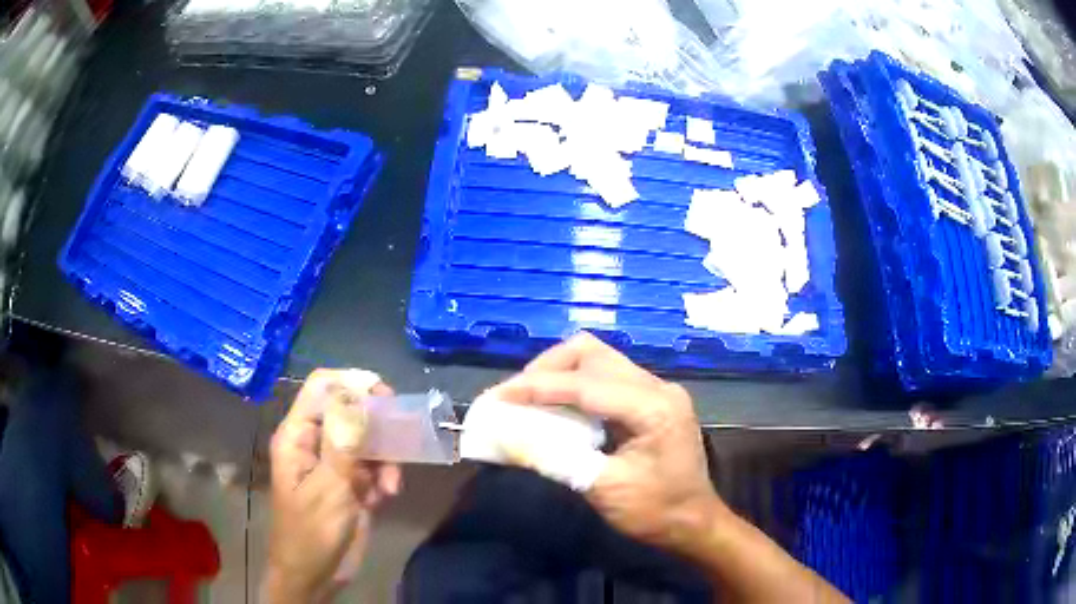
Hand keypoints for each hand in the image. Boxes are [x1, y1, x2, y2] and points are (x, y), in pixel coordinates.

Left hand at [265, 369, 401, 602]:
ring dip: (385, 457)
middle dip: (377, 423)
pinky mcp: (351, 481)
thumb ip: (343, 442)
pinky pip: (374, 464)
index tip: (385, 395)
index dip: (352, 382)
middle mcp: (316, 441)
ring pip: (368, 438)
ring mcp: (334, 462)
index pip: (322, 387)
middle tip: (401, 433)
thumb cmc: (312, 532)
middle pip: (350, 408)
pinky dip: (384, 476)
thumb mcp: (329, 488)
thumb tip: (356, 394)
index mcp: (298, 435)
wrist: (315, 575)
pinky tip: (385, 497)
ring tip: (391, 484)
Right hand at [490, 333, 723, 554]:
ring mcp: (656, 390)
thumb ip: (554, 459)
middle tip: (514, 397)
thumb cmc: (655, 512)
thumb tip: (505, 437)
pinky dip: (574, 386)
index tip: (497, 397)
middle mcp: (657, 387)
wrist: (695, 524)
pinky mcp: (651, 400)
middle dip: (546, 370)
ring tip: (528, 399)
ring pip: (597, 360)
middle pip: (592, 354)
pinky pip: (605, 377)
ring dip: (559, 375)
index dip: (536, 387)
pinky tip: (556, 407)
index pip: (585, 383)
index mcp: (653, 407)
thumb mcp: (603, 490)